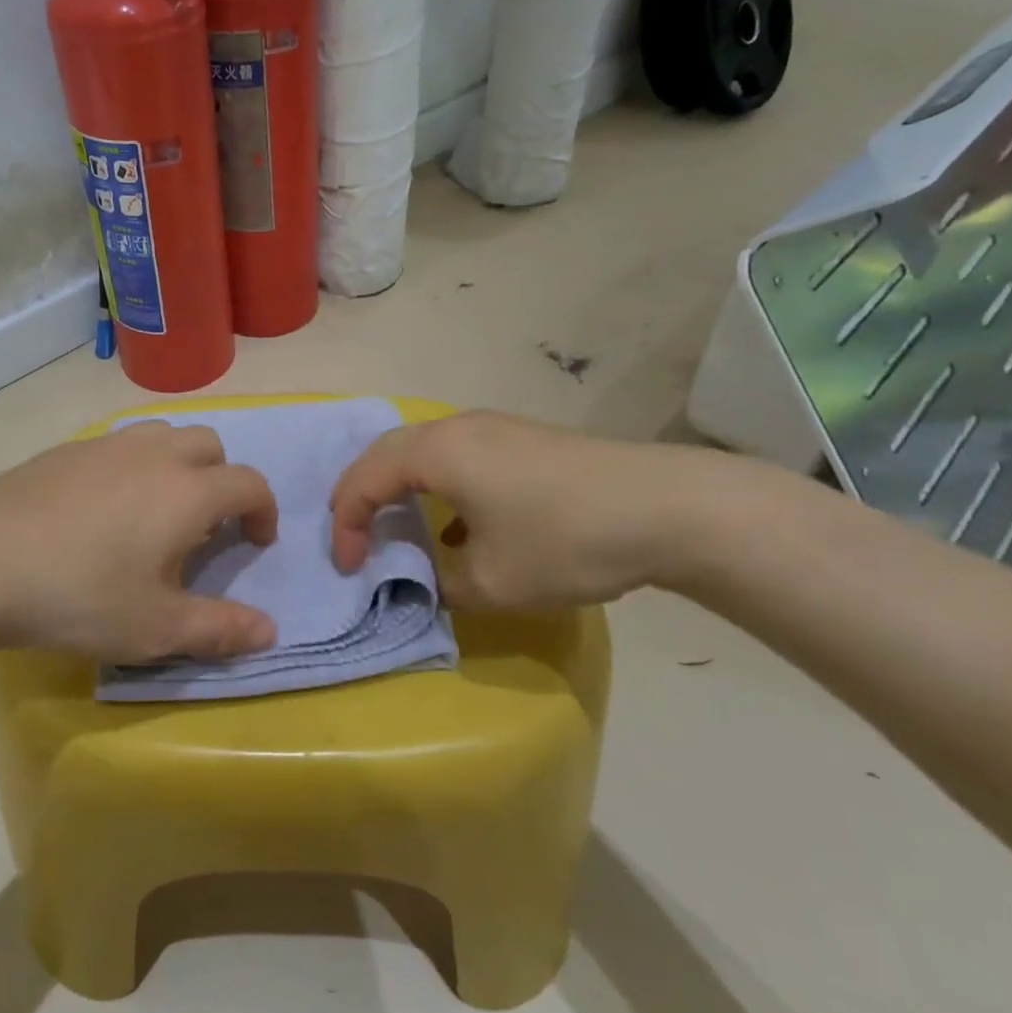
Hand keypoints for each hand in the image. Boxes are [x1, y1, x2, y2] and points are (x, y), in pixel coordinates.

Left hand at [0, 421, 279, 662]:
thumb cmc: (80, 596)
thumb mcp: (156, 628)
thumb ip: (220, 628)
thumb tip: (270, 632)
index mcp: (188, 491)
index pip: (249, 483)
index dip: (265, 511)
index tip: (256, 542)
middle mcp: (155, 454)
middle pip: (210, 445)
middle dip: (223, 479)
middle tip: (205, 525)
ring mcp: (107, 445)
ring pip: (163, 435)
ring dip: (179, 463)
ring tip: (156, 510)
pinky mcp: (67, 449)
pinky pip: (119, 444)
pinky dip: (133, 465)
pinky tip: (103, 508)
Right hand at [329, 411, 712, 609]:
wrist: (666, 508)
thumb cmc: (564, 541)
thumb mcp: (490, 582)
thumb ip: (440, 584)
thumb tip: (428, 579)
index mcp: (436, 453)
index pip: (364, 480)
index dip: (345, 524)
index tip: (349, 567)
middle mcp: (456, 428)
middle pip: (386, 453)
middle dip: (362, 496)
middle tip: (356, 538)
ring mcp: (493, 428)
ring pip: (423, 450)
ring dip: (401, 487)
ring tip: (398, 528)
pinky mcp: (522, 438)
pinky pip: (457, 455)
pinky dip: (438, 486)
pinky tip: (460, 527)